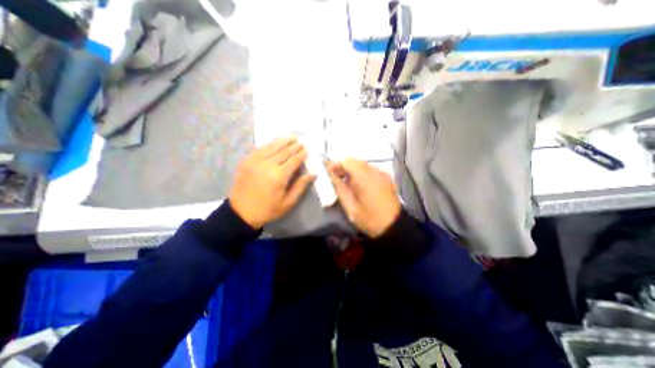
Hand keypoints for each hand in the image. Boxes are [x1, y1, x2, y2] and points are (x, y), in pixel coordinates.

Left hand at [228, 136, 314, 228]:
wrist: (241, 212)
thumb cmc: (268, 209)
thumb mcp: (288, 202)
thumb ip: (301, 186)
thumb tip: (313, 174)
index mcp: (279, 176)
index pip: (294, 160)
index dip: (301, 154)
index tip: (307, 149)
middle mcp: (267, 165)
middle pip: (284, 151)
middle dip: (294, 146)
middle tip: (301, 142)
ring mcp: (255, 161)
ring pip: (272, 146)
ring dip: (283, 141)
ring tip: (292, 137)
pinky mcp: (246, 161)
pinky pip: (260, 148)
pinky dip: (270, 144)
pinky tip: (275, 143)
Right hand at [330, 159, 402, 237]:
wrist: (394, 227)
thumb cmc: (371, 219)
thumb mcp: (351, 208)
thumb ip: (340, 189)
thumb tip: (331, 176)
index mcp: (366, 178)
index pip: (348, 161)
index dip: (336, 164)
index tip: (328, 172)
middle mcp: (375, 172)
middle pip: (356, 161)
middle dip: (343, 167)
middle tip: (334, 178)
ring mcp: (383, 174)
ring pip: (363, 165)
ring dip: (352, 171)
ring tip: (344, 182)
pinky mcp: (386, 178)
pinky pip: (370, 171)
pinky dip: (360, 174)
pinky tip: (357, 185)